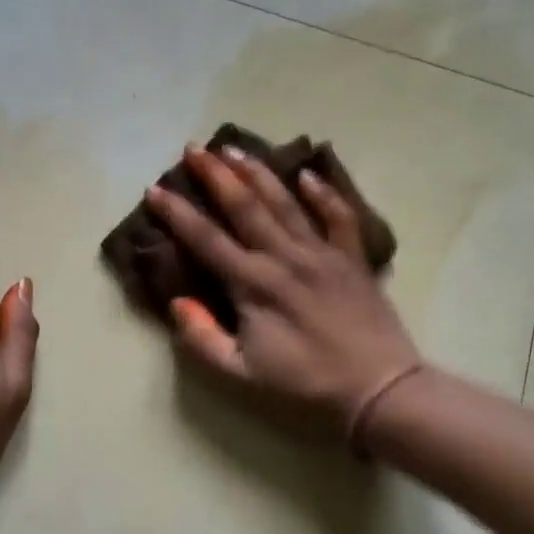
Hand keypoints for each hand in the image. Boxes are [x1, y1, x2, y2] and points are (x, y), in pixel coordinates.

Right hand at [144, 144, 423, 441]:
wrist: (377, 386)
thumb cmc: (305, 382)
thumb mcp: (241, 372)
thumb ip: (202, 338)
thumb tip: (177, 302)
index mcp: (253, 284)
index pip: (206, 239)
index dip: (177, 213)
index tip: (155, 189)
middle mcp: (284, 257)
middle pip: (244, 206)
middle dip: (216, 175)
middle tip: (194, 148)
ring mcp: (321, 252)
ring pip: (285, 202)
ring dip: (257, 173)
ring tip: (234, 148)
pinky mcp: (351, 257)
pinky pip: (338, 216)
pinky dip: (324, 193)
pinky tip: (308, 174)